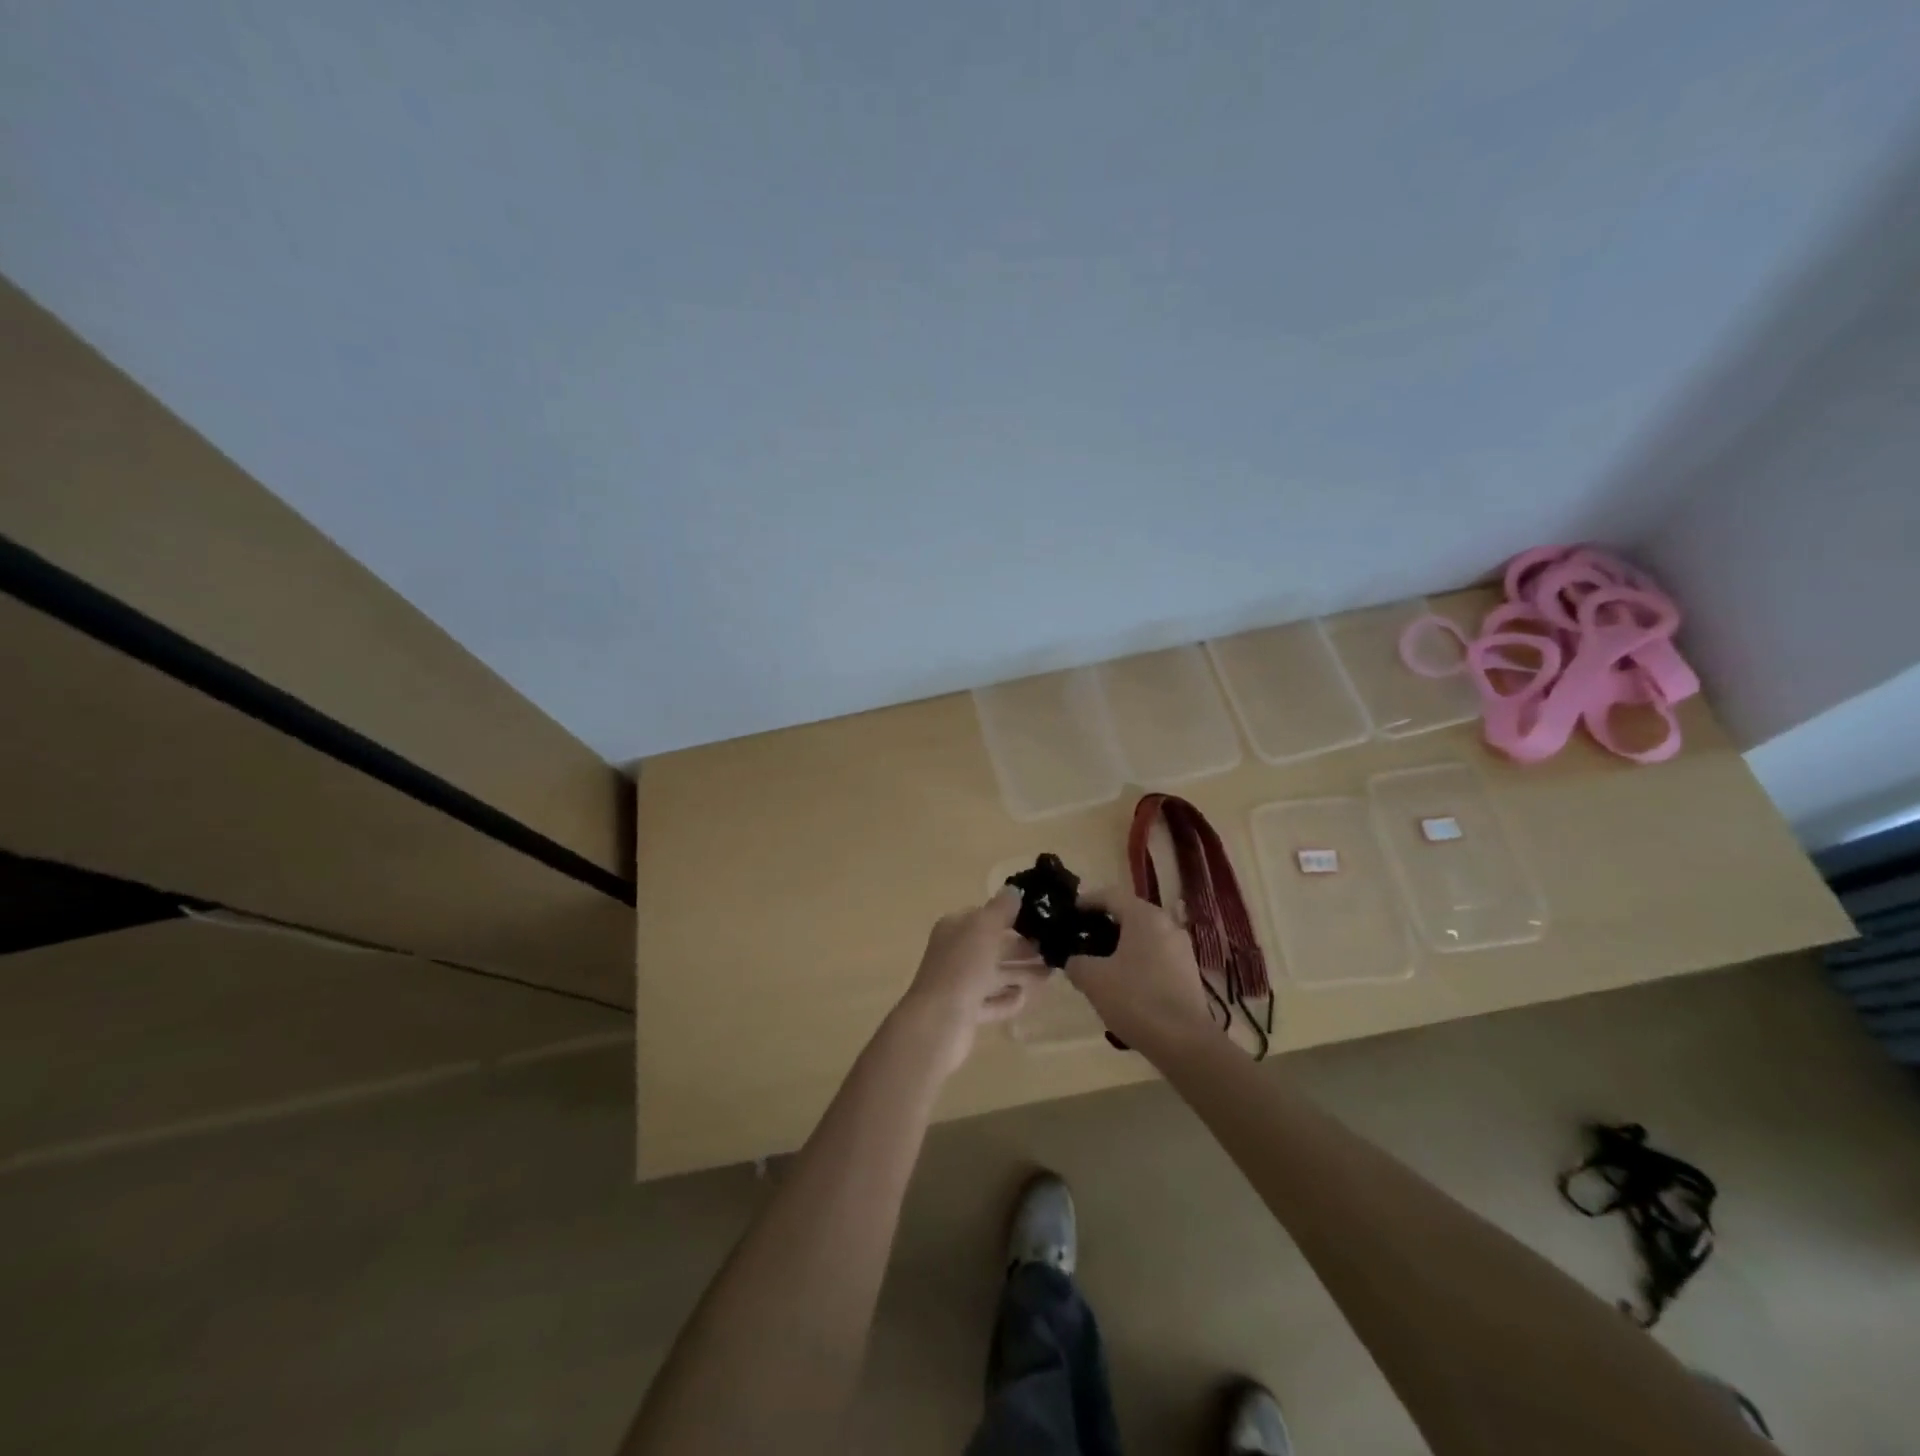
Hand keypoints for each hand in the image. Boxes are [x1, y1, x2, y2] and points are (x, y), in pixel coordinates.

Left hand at [895, 888, 1047, 1077]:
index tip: (1041, 919)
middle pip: (993, 946)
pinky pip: (992, 1002)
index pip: (985, 916)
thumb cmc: (962, 968)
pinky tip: (1027, 997)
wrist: (938, 1023)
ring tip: (1051, 973)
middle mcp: (955, 953)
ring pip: (995, 975)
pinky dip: (1008, 999)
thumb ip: (1001, 908)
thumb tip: (1014, 890)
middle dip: (1022, 948)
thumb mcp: (984, 928)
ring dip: (1021, 973)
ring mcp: (959, 984)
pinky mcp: (966, 1013)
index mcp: (955, 928)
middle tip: (1054, 948)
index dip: (1012, 916)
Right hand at [1065, 888, 1215, 1057]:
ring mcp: (1182, 949)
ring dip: (1121, 945)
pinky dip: (1137, 961)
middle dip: (1104, 925)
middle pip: (1129, 914)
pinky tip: (1124, 984)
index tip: (1069, 913)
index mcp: (1144, 916)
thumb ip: (1077, 963)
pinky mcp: (1188, 972)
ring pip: (1144, 937)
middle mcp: (1167, 925)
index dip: (1086, 901)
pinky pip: (1156, 956)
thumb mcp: (1093, 979)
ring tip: (1099, 964)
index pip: (1110, 895)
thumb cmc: (1135, 999)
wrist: (1184, 1042)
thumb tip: (1074, 961)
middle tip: (1081, 939)